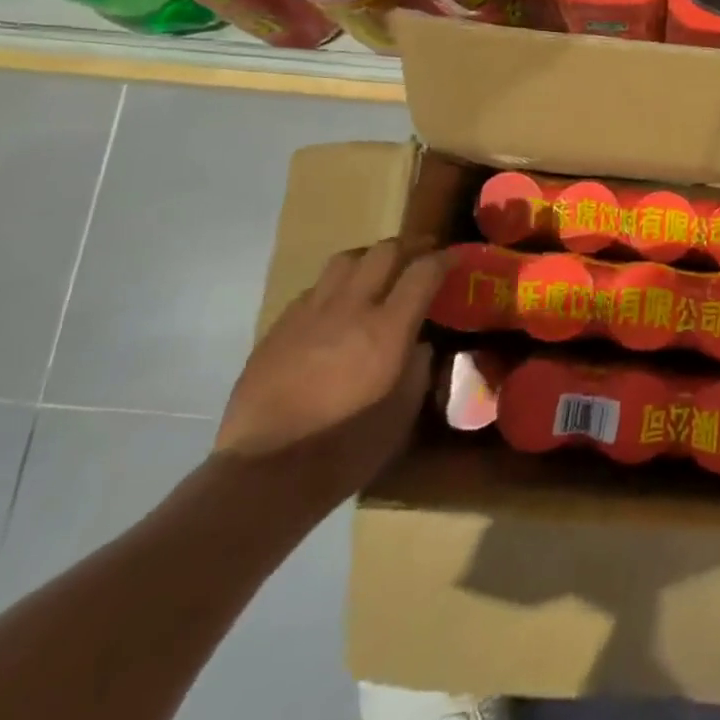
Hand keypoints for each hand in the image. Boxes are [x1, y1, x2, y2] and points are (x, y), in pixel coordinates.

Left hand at [215, 238, 441, 503]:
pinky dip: (336, 286)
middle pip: (385, 251)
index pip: (423, 271)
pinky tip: (337, 307)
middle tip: (422, 253)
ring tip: (379, 270)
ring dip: (370, 257)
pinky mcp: (279, 326)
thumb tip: (420, 343)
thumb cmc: (345, 448)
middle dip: (409, 246)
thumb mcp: (402, 413)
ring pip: (346, 259)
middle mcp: (351, 307)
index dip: (444, 258)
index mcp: (387, 328)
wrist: (264, 473)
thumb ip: (418, 367)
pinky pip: (315, 288)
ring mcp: (310, 312)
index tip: (455, 256)